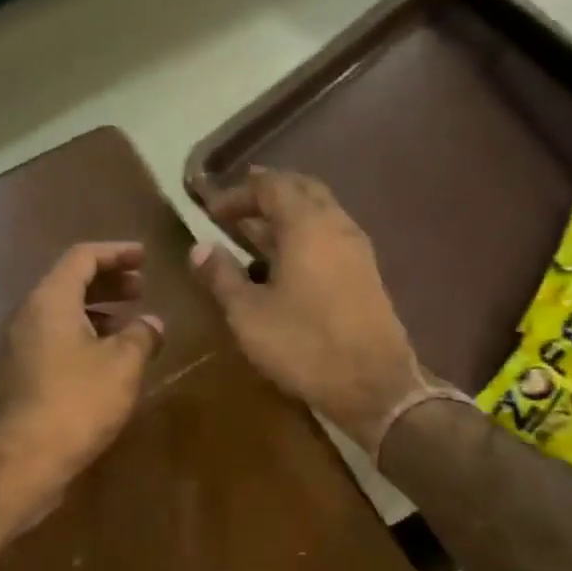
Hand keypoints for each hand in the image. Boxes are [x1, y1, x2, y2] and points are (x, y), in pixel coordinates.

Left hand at [0, 242, 164, 516]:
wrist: (20, 459)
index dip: (116, 253)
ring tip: (128, 328)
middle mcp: (27, 316)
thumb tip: (153, 324)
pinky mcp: (17, 378)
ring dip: (95, 314)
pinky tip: (104, 365)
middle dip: (107, 283)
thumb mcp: (122, 365)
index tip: (145, 257)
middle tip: (140, 289)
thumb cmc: (76, 401)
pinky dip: (81, 340)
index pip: (82, 257)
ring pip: (59, 316)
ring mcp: (17, 349)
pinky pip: (52, 343)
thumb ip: (141, 337)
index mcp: (50, 299)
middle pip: (68, 284)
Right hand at [192, 169, 424, 450]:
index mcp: (306, 225)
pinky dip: (304, 236)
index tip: (211, 212)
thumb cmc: (303, 345)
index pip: (271, 186)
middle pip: (302, 190)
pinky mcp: (366, 274)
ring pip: (320, 213)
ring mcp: (357, 249)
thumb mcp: (248, 314)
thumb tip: (199, 247)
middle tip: (237, 210)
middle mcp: (336, 225)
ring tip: (257, 235)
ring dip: (288, 215)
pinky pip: (330, 237)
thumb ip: (222, 276)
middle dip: (267, 194)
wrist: (372, 385)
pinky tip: (287, 263)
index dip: (238, 193)